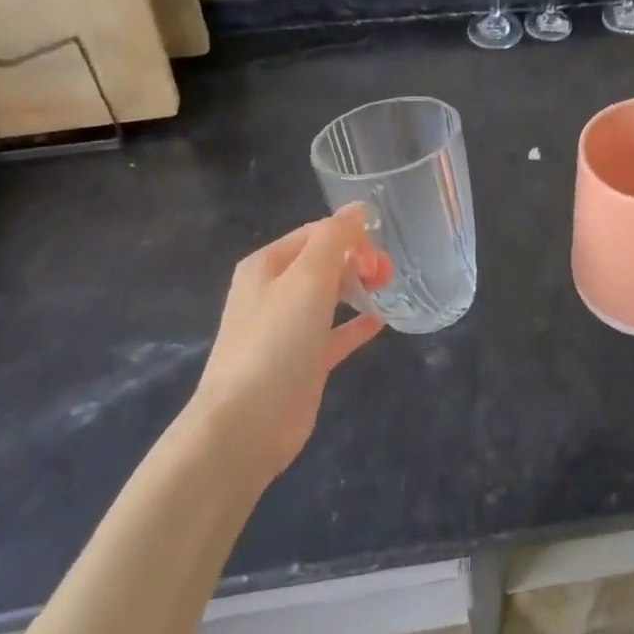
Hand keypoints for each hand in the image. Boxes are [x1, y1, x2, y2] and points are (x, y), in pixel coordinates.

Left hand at [184, 205, 386, 486]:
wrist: (246, 425)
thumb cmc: (276, 341)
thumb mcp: (307, 278)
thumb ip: (335, 238)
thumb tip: (359, 208)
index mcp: (267, 265)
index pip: (316, 233)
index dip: (351, 237)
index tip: (377, 257)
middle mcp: (273, 292)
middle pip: (323, 262)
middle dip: (357, 260)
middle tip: (385, 275)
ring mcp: (286, 329)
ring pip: (329, 295)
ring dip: (358, 287)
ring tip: (387, 288)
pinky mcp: (302, 362)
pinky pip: (334, 333)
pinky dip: (355, 323)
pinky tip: (380, 321)